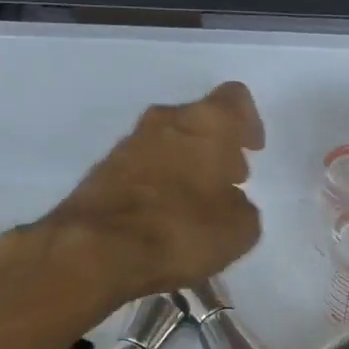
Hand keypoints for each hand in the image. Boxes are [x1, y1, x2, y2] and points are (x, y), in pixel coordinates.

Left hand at [36, 81, 264, 307]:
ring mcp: (129, 143)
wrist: (95, 249)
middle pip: (198, 121)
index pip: (235, 99)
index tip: (252, 149)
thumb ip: (242, 208)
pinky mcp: (103, 169)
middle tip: (228, 180)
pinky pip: (142, 166)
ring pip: (168, 142)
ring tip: (195, 203)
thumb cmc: (181, 230)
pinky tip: (163, 215)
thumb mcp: (238, 231)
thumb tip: (231, 203)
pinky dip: (157, 182)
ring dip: (185, 164)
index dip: (249, 122)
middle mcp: (166, 120)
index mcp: (207, 123)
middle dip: (215, 148)